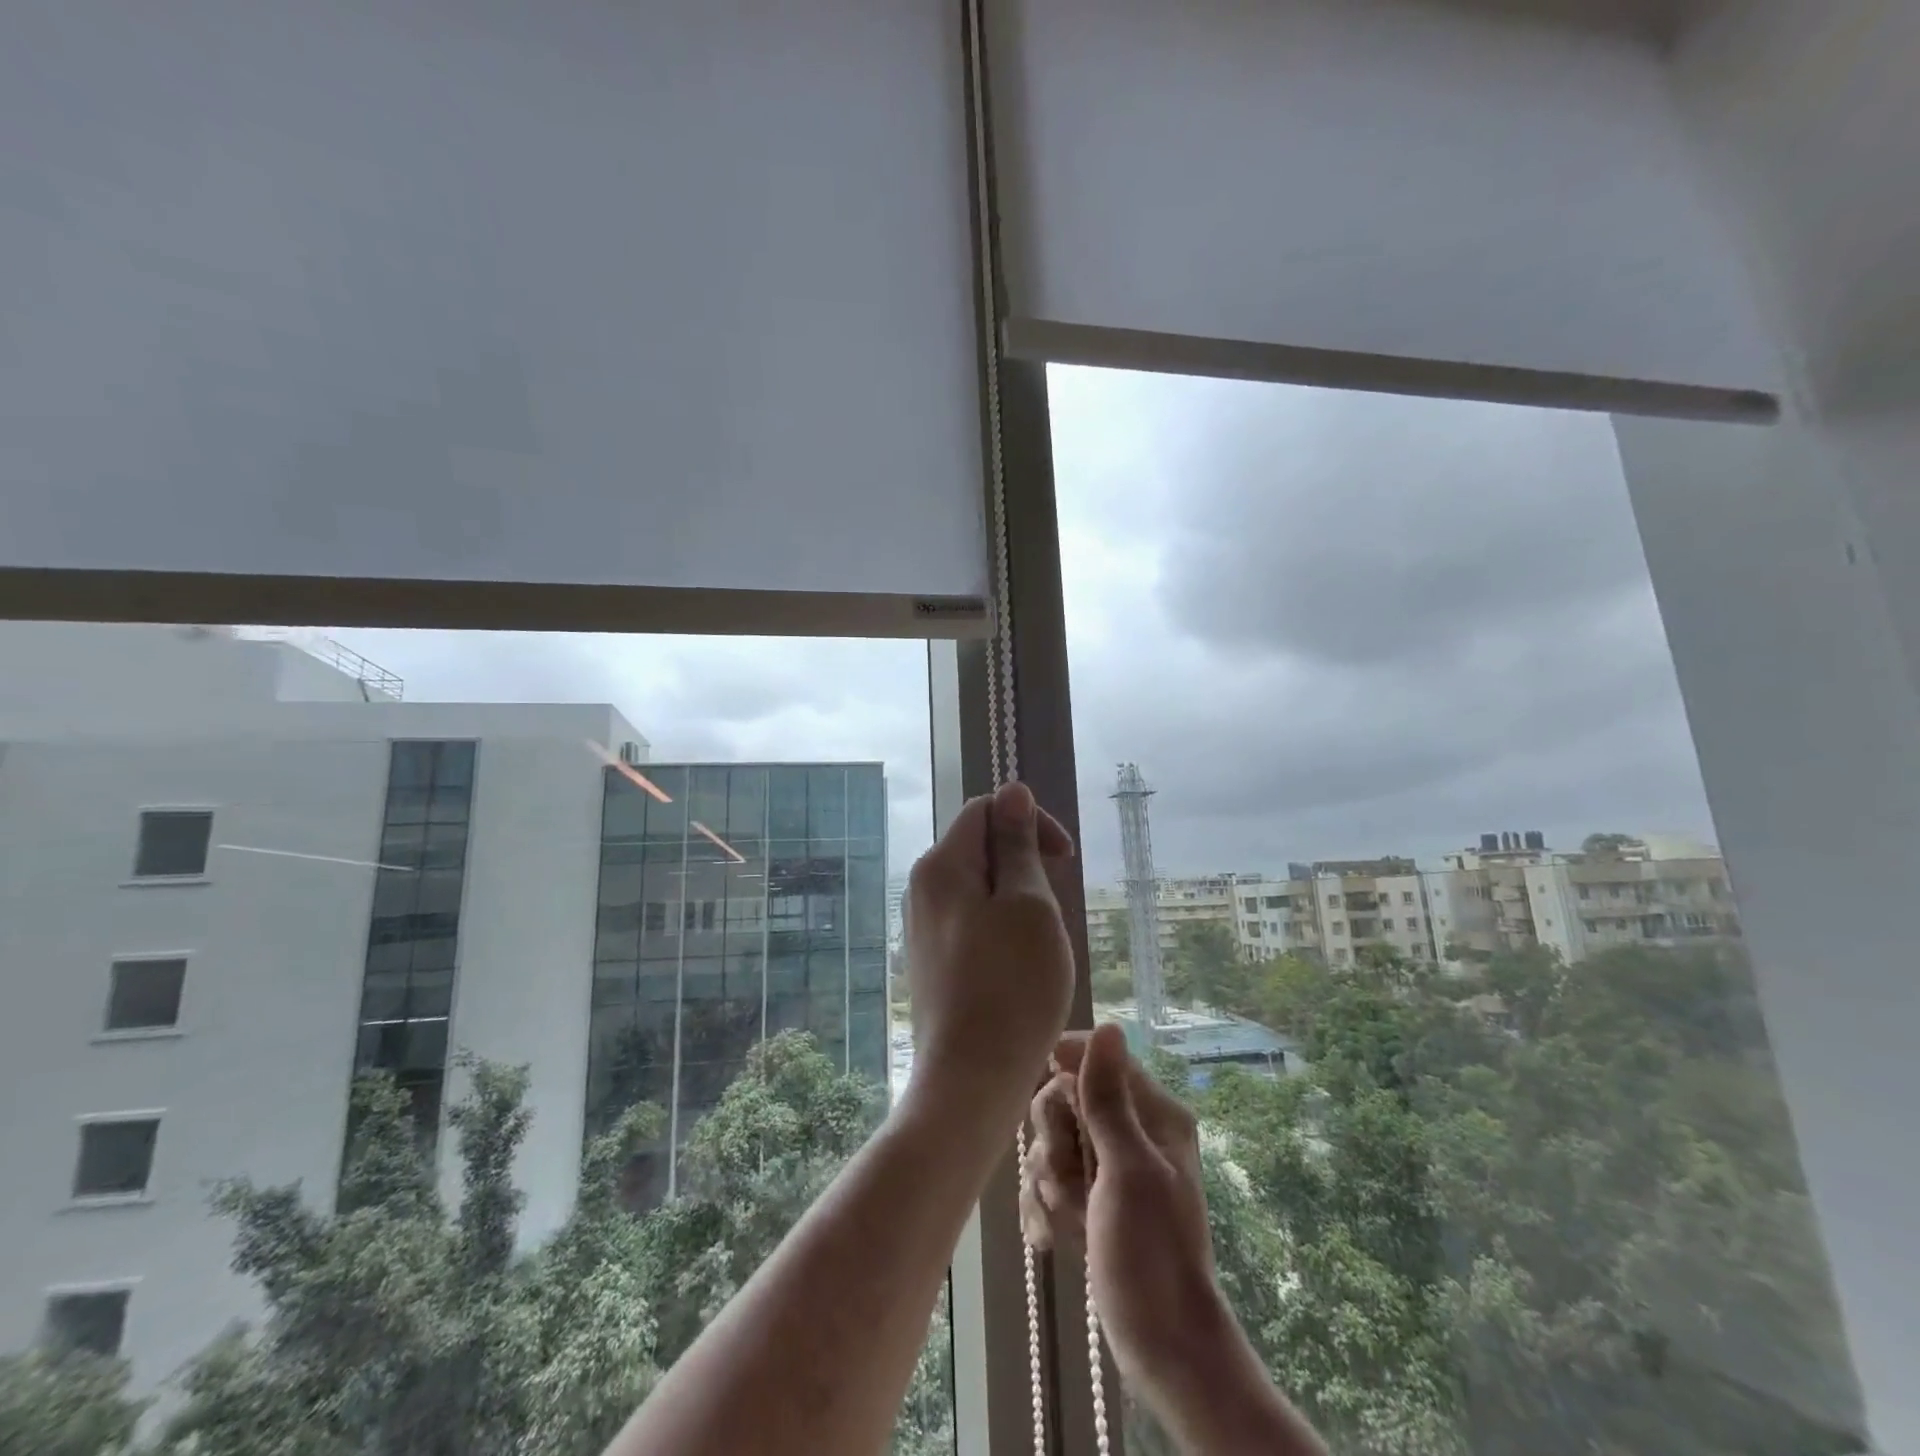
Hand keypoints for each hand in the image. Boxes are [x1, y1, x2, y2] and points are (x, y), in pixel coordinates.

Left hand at [906, 782, 1076, 1097]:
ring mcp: (922, 925)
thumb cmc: (1011, 985)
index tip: (1063, 859)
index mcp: (942, 865)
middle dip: (1024, 863)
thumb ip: (1017, 844)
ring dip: (1017, 898)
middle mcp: (922, 887)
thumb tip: (1013, 791)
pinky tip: (1018, 965)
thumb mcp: (1028, 904)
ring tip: (1039, 942)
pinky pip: (970, 920)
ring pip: (978, 886)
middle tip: (1053, 907)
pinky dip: (1000, 927)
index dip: (1030, 821)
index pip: (986, 810)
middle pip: (979, 846)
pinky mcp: (931, 959)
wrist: (971, 1079)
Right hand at [1021, 1025, 1222, 1392]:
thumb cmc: (1151, 1252)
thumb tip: (1108, 1026)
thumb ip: (1108, 1099)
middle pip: (1067, 1098)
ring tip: (1065, 1216)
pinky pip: (1050, 1178)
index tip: (1048, 1087)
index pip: (1102, 1057)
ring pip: (1052, 1140)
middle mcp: (1131, 1130)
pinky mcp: (1090, 1197)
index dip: (1068, 1065)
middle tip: (1067, 1175)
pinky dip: (1045, 1205)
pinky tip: (1051, 1238)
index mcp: (1154, 1114)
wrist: (1162, 1346)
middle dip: (1056, 1138)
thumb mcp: (1127, 1169)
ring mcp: (1108, 1166)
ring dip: (1048, 1178)